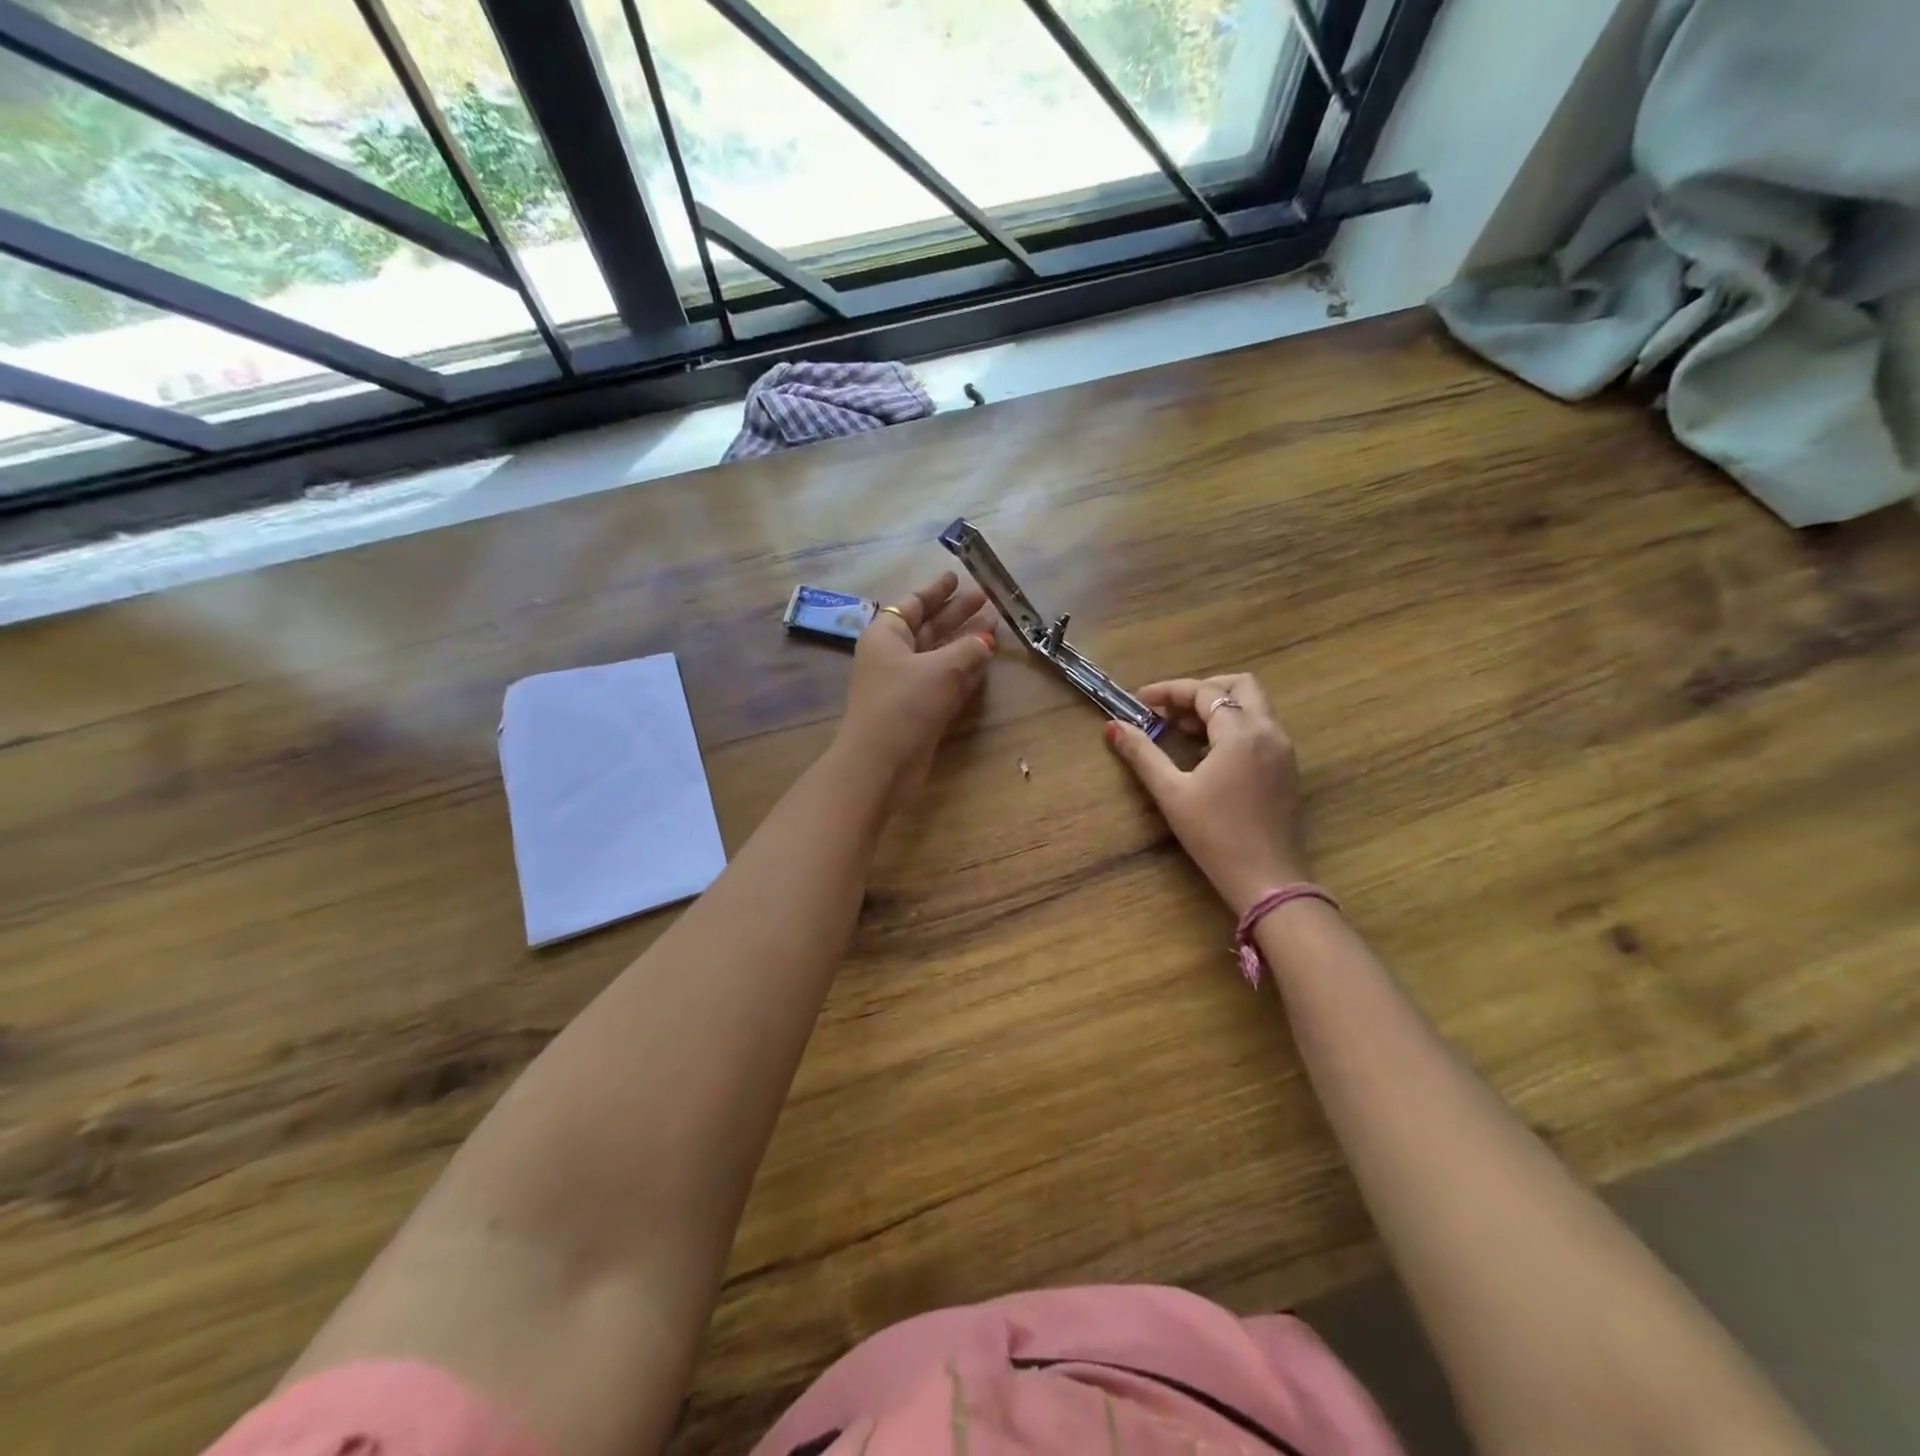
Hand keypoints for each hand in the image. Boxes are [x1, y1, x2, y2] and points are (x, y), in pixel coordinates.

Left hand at [837, 571, 996, 810]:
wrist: (880, 763)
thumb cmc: (905, 705)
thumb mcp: (941, 669)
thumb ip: (968, 650)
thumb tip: (987, 640)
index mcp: (887, 634)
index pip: (914, 604)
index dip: (937, 591)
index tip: (957, 577)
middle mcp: (892, 655)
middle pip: (928, 627)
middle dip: (957, 614)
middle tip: (986, 600)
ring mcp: (904, 685)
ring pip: (938, 655)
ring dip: (964, 643)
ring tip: (994, 629)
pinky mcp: (917, 710)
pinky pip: (943, 681)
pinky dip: (963, 671)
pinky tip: (984, 665)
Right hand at [1104, 673, 1308, 916]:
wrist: (1267, 880)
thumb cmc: (1215, 836)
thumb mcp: (1171, 793)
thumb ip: (1142, 754)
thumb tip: (1112, 727)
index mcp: (1242, 732)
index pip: (1204, 692)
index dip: (1169, 691)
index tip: (1139, 702)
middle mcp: (1269, 732)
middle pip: (1240, 686)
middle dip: (1201, 690)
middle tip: (1168, 711)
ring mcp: (1283, 750)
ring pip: (1253, 707)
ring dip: (1217, 708)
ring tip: (1182, 731)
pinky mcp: (1286, 769)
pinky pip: (1260, 730)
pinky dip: (1233, 727)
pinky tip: (1207, 754)